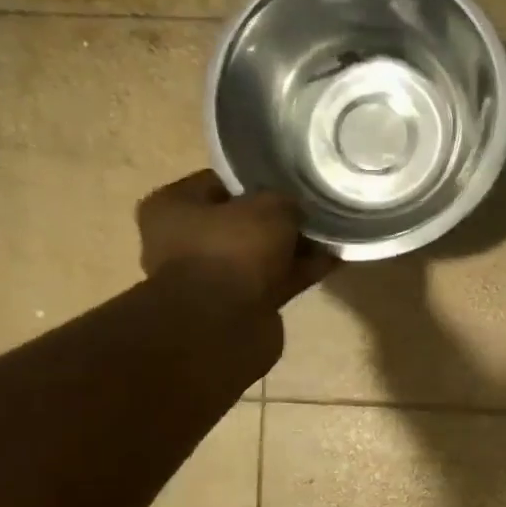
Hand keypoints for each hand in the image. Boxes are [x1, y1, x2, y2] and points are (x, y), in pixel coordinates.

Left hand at [137, 171, 336, 310]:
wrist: (223, 326)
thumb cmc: (233, 250)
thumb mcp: (269, 207)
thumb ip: (286, 201)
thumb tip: (296, 209)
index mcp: (173, 207)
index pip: (219, 182)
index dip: (258, 180)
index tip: (289, 182)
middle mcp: (185, 241)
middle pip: (242, 221)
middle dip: (279, 218)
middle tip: (314, 210)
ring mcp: (212, 277)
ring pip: (261, 253)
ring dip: (294, 247)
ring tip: (332, 234)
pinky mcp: (238, 305)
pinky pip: (275, 280)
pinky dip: (300, 271)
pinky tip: (333, 261)